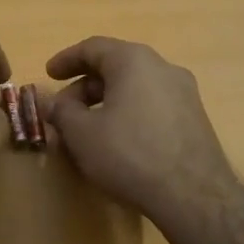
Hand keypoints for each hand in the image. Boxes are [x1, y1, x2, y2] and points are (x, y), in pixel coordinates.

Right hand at [42, 37, 239, 228]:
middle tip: (63, 112)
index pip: (93, 47)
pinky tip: (118, 142)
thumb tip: (50, 102)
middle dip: (84, 88)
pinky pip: (152, 106)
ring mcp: (184, 93)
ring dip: (106, 103)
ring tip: (88, 130)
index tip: (48, 75)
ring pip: (134, 88)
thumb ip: (61, 111)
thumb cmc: (129, 154)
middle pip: (115, 67)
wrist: (193, 196)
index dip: (66, 60)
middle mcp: (163, 68)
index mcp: (134, 60)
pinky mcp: (195, 119)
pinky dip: (128, 114)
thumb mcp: (82, 133)